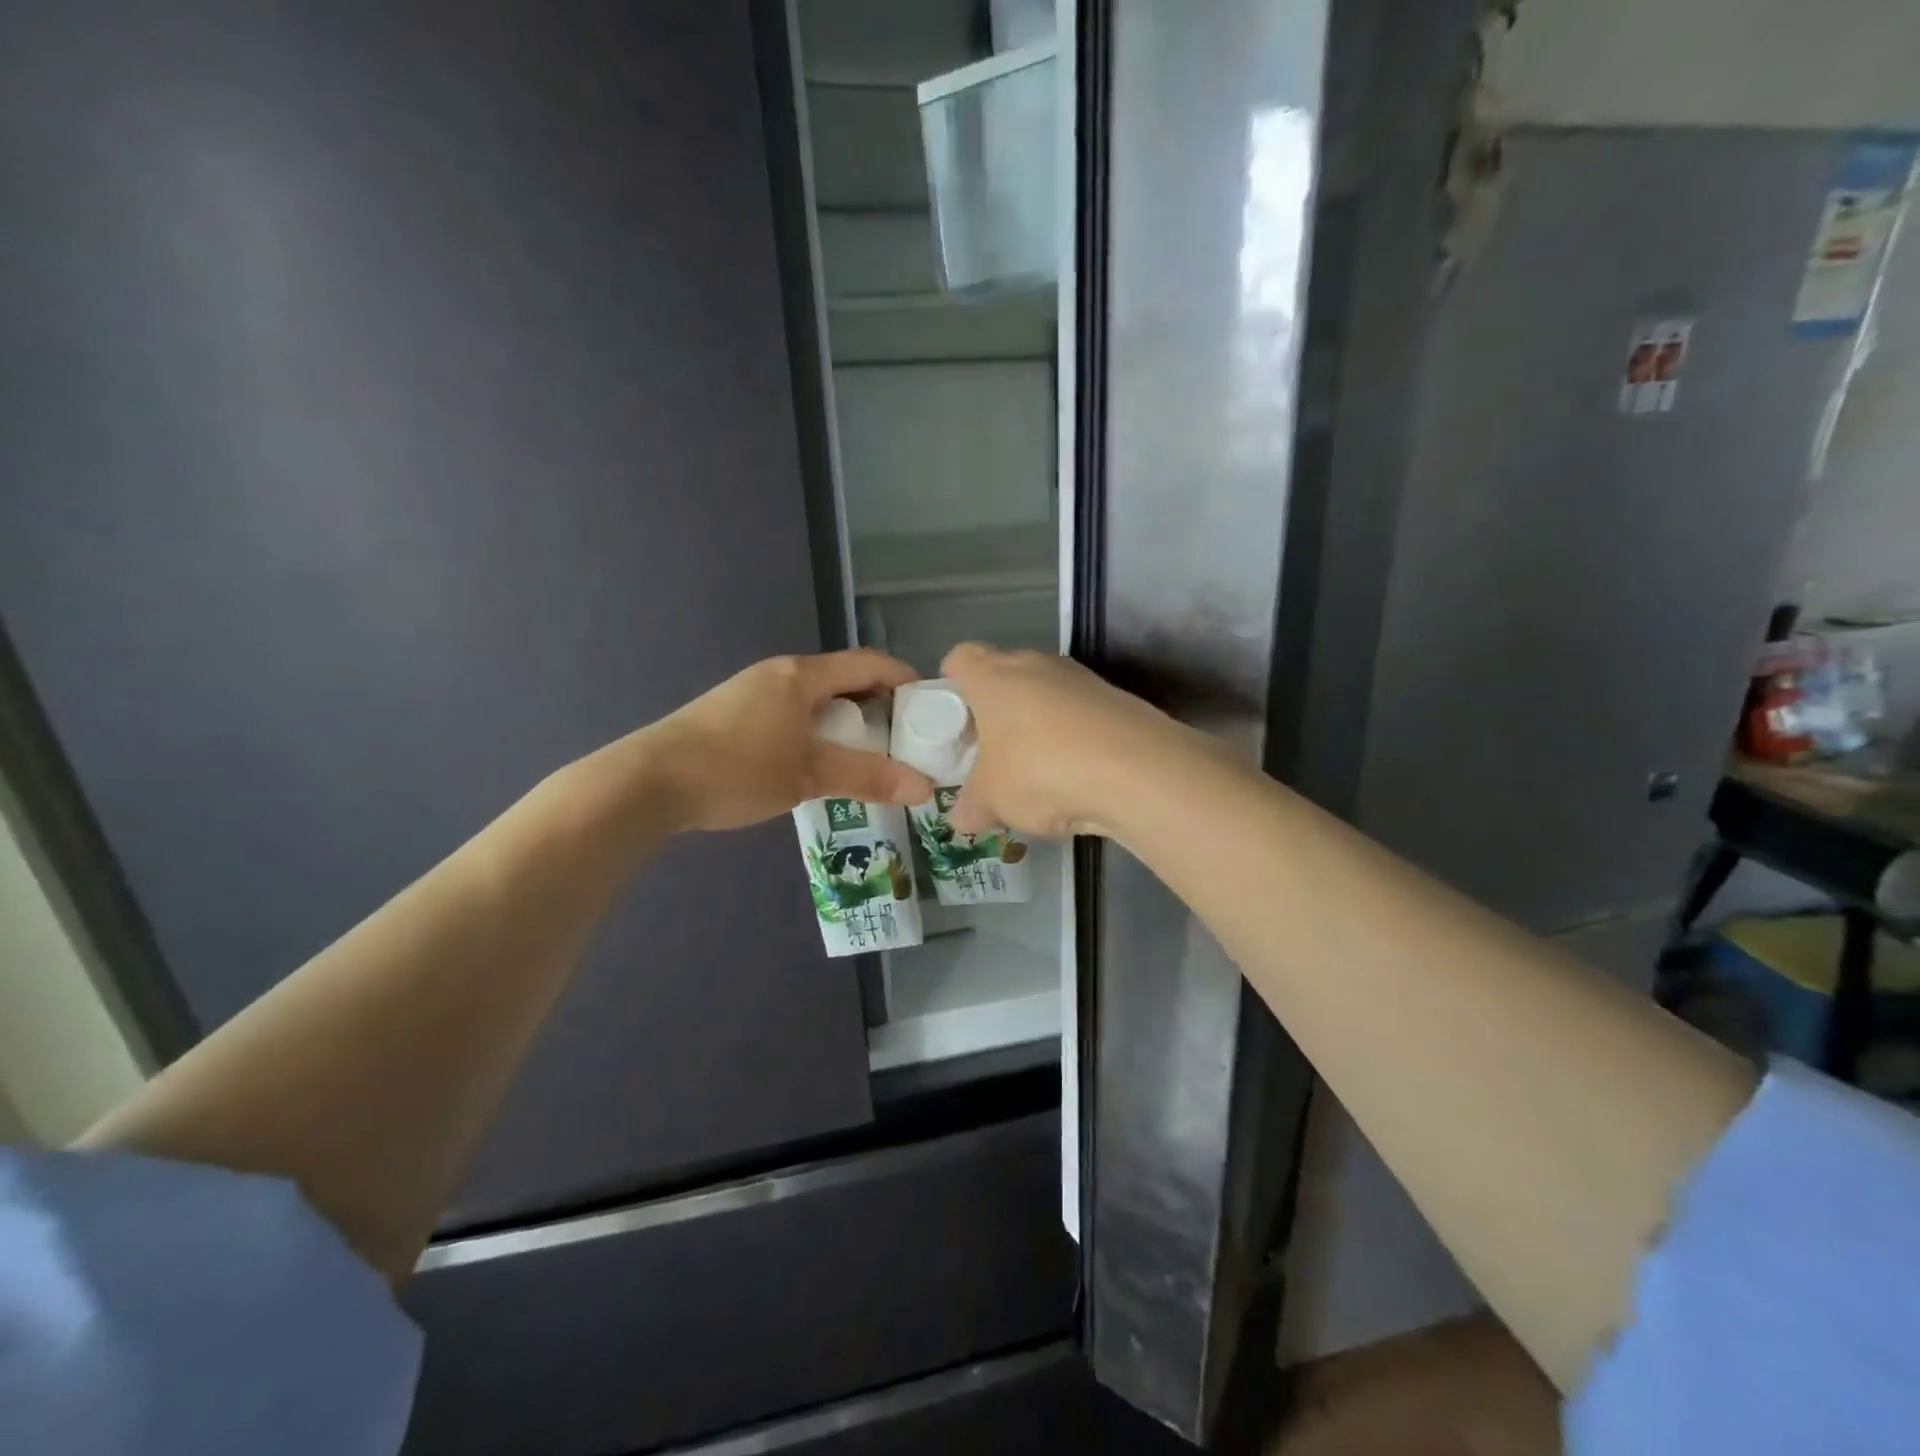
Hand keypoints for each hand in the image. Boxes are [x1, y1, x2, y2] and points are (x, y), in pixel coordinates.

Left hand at [637, 650, 934, 832]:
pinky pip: (792, 714)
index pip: (868, 663)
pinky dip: (817, 731)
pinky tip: (818, 763)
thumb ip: (868, 777)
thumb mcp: (809, 775)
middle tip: (904, 741)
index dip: (903, 679)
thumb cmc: (737, 768)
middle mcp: (778, 674)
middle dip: (877, 706)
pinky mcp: (733, 715)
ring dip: (845, 721)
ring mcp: (752, 692)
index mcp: (801, 675)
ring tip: (867, 756)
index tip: (930, 708)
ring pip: (815, 700)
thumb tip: (925, 788)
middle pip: (843, 680)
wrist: (649, 782)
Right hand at [941, 643, 1194, 840]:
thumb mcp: (991, 800)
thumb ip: (970, 807)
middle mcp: (1035, 664)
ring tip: (1036, 772)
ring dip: (1036, 724)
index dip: (950, 685)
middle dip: (995, 711)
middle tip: (990, 753)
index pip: (959, 658)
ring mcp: (1080, 678)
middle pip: (1004, 675)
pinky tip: (1076, 776)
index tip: (951, 720)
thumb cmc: (1040, 771)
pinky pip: (1080, 714)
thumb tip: (961, 818)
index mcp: (992, 675)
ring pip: (1045, 694)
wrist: (1137, 771)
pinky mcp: (1116, 698)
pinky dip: (1072, 737)